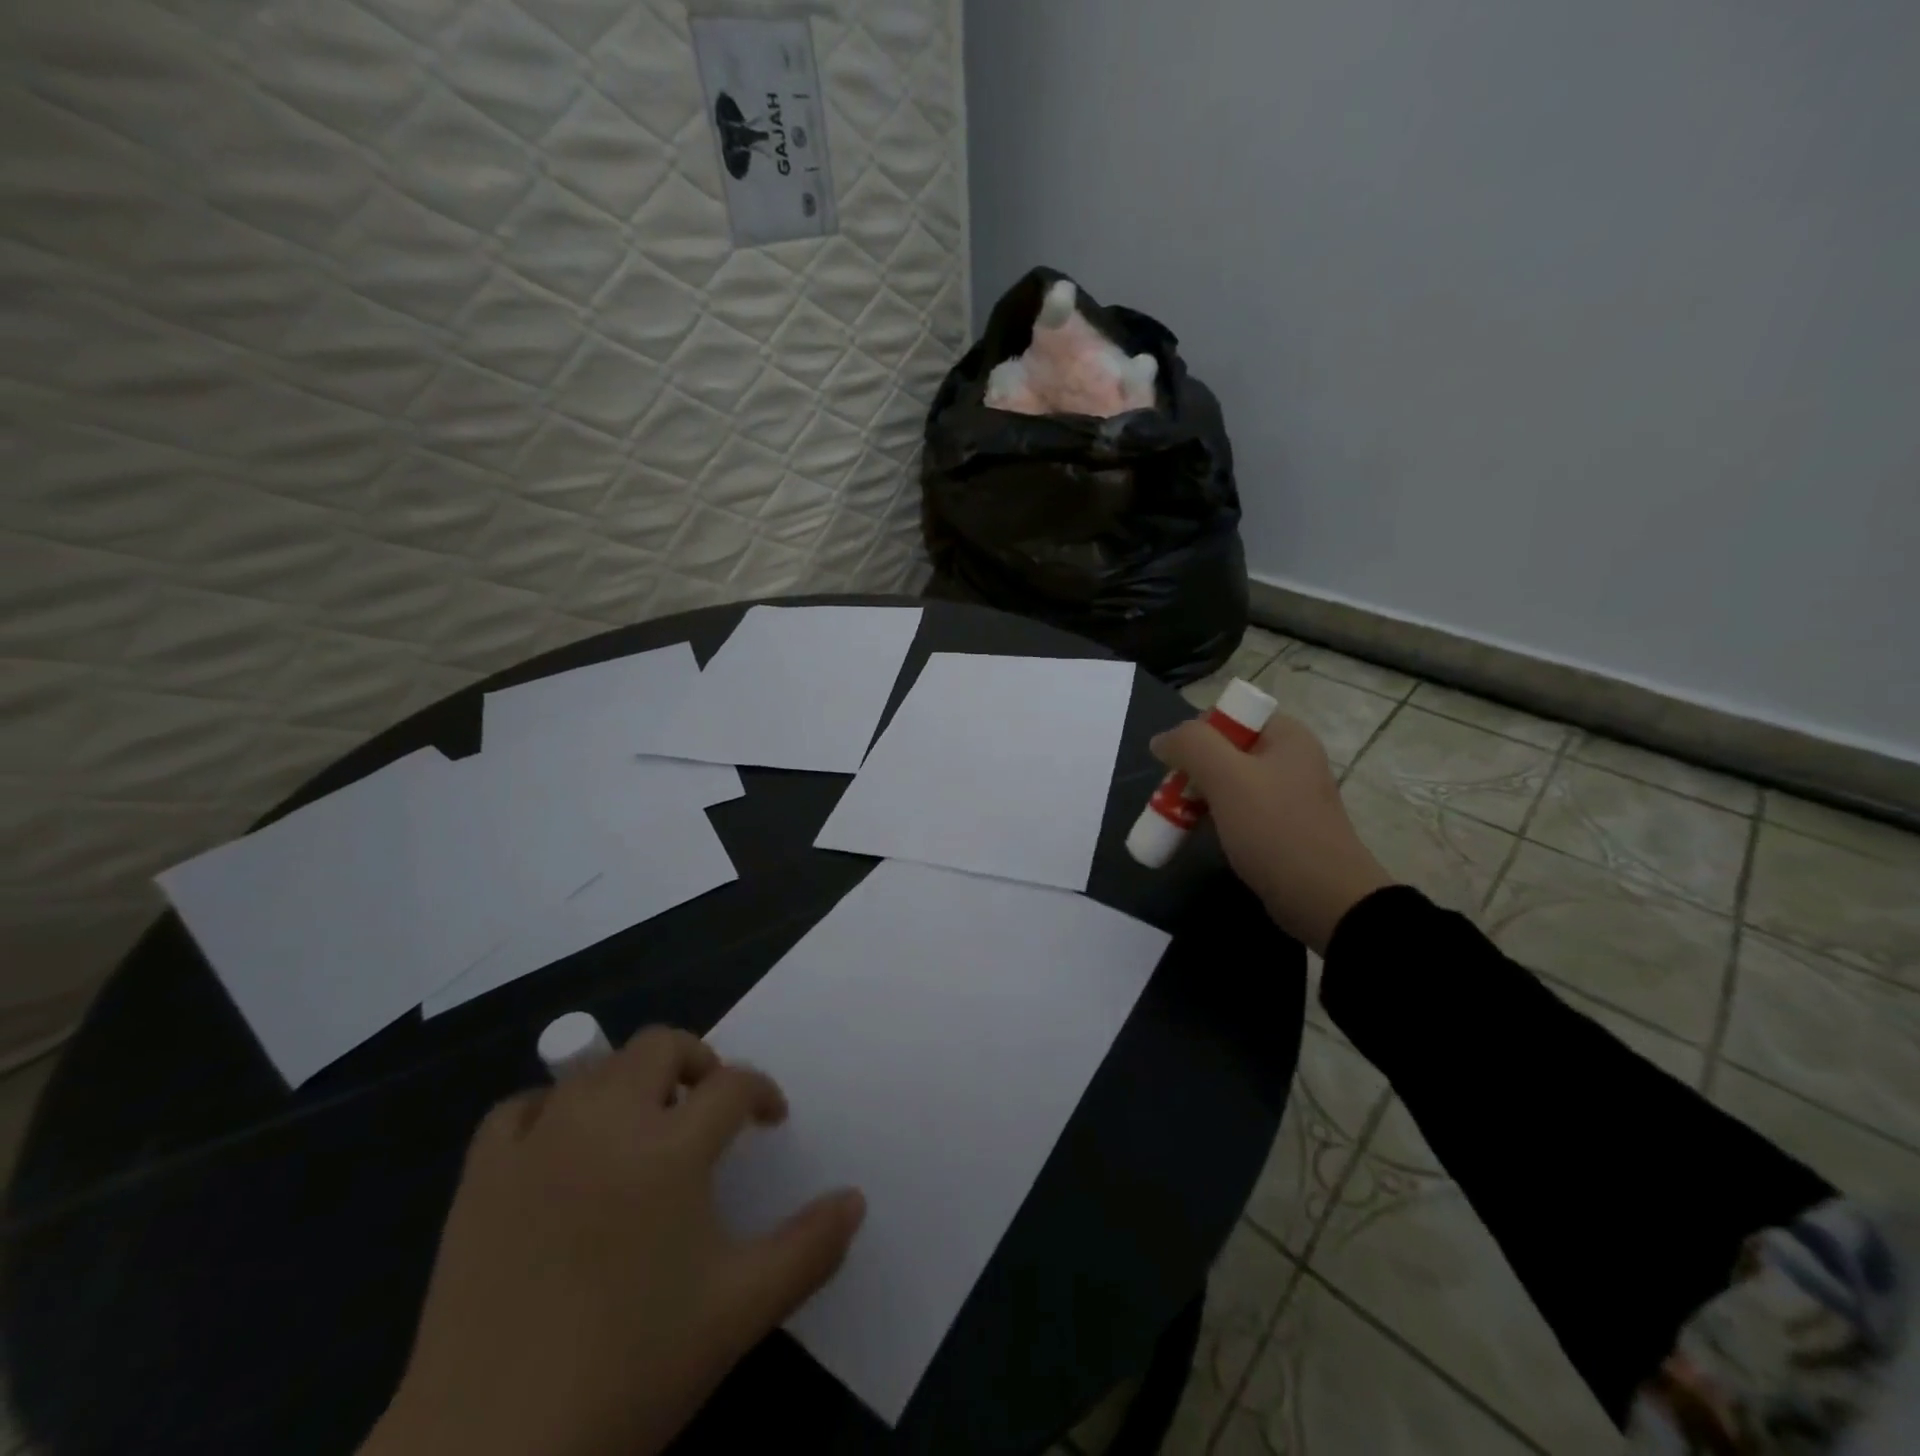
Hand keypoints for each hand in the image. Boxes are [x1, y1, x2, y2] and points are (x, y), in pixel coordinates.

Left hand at [362, 1028, 864, 1455]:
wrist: (487, 1455)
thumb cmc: (629, 1372)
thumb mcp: (740, 1313)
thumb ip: (809, 1248)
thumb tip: (855, 1200)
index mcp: (670, 1147)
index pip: (733, 1084)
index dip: (761, 1092)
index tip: (769, 1121)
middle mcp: (605, 1121)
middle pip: (661, 1046)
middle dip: (698, 1062)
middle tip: (709, 1107)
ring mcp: (537, 1142)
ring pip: (595, 1070)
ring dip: (631, 1083)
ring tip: (643, 1130)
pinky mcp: (481, 1175)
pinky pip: (520, 1109)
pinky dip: (551, 1110)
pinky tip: (562, 1147)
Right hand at [1151, 712, 1394, 954]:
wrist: (1325, 900)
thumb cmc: (1275, 830)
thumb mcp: (1227, 778)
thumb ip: (1191, 746)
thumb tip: (1162, 739)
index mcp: (1286, 736)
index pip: (1229, 714)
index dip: (1198, 734)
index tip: (1178, 766)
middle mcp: (1290, 758)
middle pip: (1224, 749)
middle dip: (1192, 769)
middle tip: (1171, 798)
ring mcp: (1287, 795)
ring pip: (1227, 782)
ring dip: (1198, 796)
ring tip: (1176, 819)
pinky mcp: (1281, 827)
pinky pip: (1238, 810)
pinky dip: (1214, 818)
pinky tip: (1198, 835)